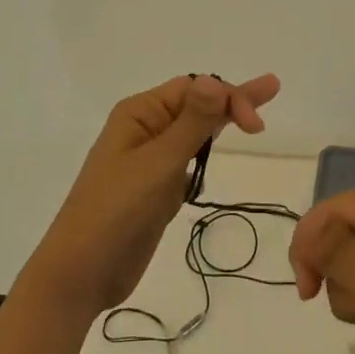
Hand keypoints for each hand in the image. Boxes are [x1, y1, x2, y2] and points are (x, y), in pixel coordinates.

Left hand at [23, 73, 280, 319]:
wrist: (81, 274)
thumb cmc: (115, 211)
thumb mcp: (158, 164)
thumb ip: (191, 123)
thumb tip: (215, 79)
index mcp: (139, 114)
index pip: (193, 89)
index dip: (229, 98)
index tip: (258, 128)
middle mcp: (144, 129)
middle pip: (196, 104)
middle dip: (233, 99)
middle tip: (273, 87)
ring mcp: (149, 160)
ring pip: (193, 131)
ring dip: (221, 121)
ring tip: (254, 116)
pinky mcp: (155, 189)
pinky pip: (186, 158)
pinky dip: (205, 150)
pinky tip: (219, 147)